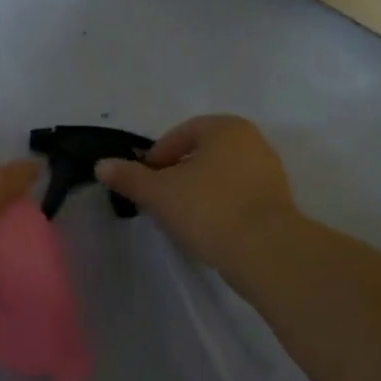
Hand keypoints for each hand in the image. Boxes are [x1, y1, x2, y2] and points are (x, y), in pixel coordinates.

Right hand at [94, 115, 297, 276]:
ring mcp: (269, 173)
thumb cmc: (209, 209)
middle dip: (177, 173)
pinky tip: (207, 228)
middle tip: (159, 198)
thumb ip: (130, 177)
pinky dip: (219, 206)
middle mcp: (252, 142)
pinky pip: (238, 196)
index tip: (144, 181)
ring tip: (181, 217)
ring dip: (198, 190)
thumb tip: (101, 165)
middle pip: (202, 153)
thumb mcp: (160, 192)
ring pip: (220, 175)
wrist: (267, 253)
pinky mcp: (278, 203)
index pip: (181, 133)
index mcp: (226, 128)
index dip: (157, 156)